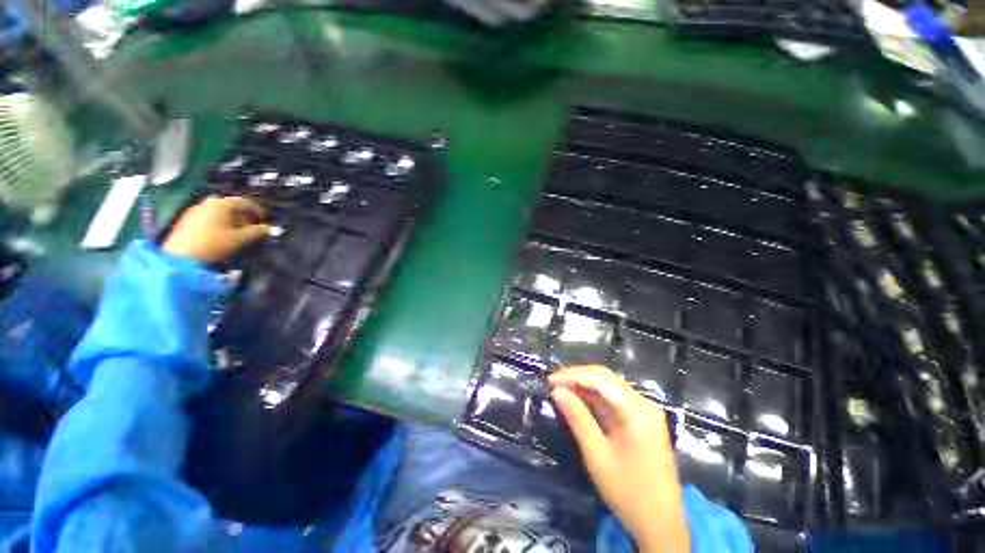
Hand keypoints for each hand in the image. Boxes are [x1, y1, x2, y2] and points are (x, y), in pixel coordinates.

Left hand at [162, 196, 272, 263]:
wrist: (181, 258)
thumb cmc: (213, 245)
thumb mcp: (240, 239)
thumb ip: (259, 232)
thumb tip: (275, 229)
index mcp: (221, 204)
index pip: (244, 202)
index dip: (257, 210)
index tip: (264, 220)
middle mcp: (207, 203)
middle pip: (230, 205)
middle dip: (243, 215)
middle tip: (252, 226)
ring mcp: (194, 211)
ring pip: (218, 211)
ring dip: (231, 219)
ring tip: (238, 233)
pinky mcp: (186, 221)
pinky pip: (208, 217)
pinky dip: (219, 223)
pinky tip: (222, 235)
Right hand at [549, 366, 689, 552]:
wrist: (661, 525)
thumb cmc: (628, 491)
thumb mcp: (597, 454)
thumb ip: (577, 417)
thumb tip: (557, 390)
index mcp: (637, 410)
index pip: (600, 379)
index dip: (572, 376)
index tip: (549, 380)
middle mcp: (643, 403)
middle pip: (606, 378)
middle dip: (577, 377)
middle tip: (553, 382)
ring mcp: (644, 411)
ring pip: (609, 387)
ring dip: (584, 385)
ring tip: (561, 388)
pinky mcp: (641, 420)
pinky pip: (614, 400)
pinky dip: (594, 398)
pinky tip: (578, 400)